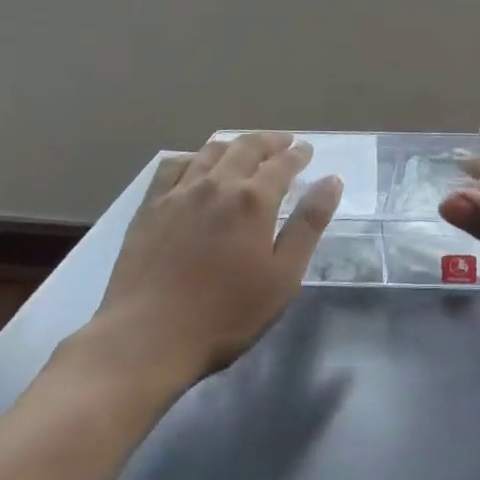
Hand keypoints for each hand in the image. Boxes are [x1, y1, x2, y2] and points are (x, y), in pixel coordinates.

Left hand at [87, 133, 342, 387]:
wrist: (146, 338)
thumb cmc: (225, 314)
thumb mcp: (283, 276)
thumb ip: (308, 225)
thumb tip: (332, 181)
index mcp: (254, 199)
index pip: (282, 164)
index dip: (297, 154)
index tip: (306, 150)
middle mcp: (218, 184)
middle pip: (247, 148)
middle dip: (269, 142)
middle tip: (283, 142)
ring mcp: (180, 193)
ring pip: (210, 151)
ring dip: (234, 145)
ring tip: (244, 148)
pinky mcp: (150, 207)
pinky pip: (173, 167)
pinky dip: (192, 157)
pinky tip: (195, 165)